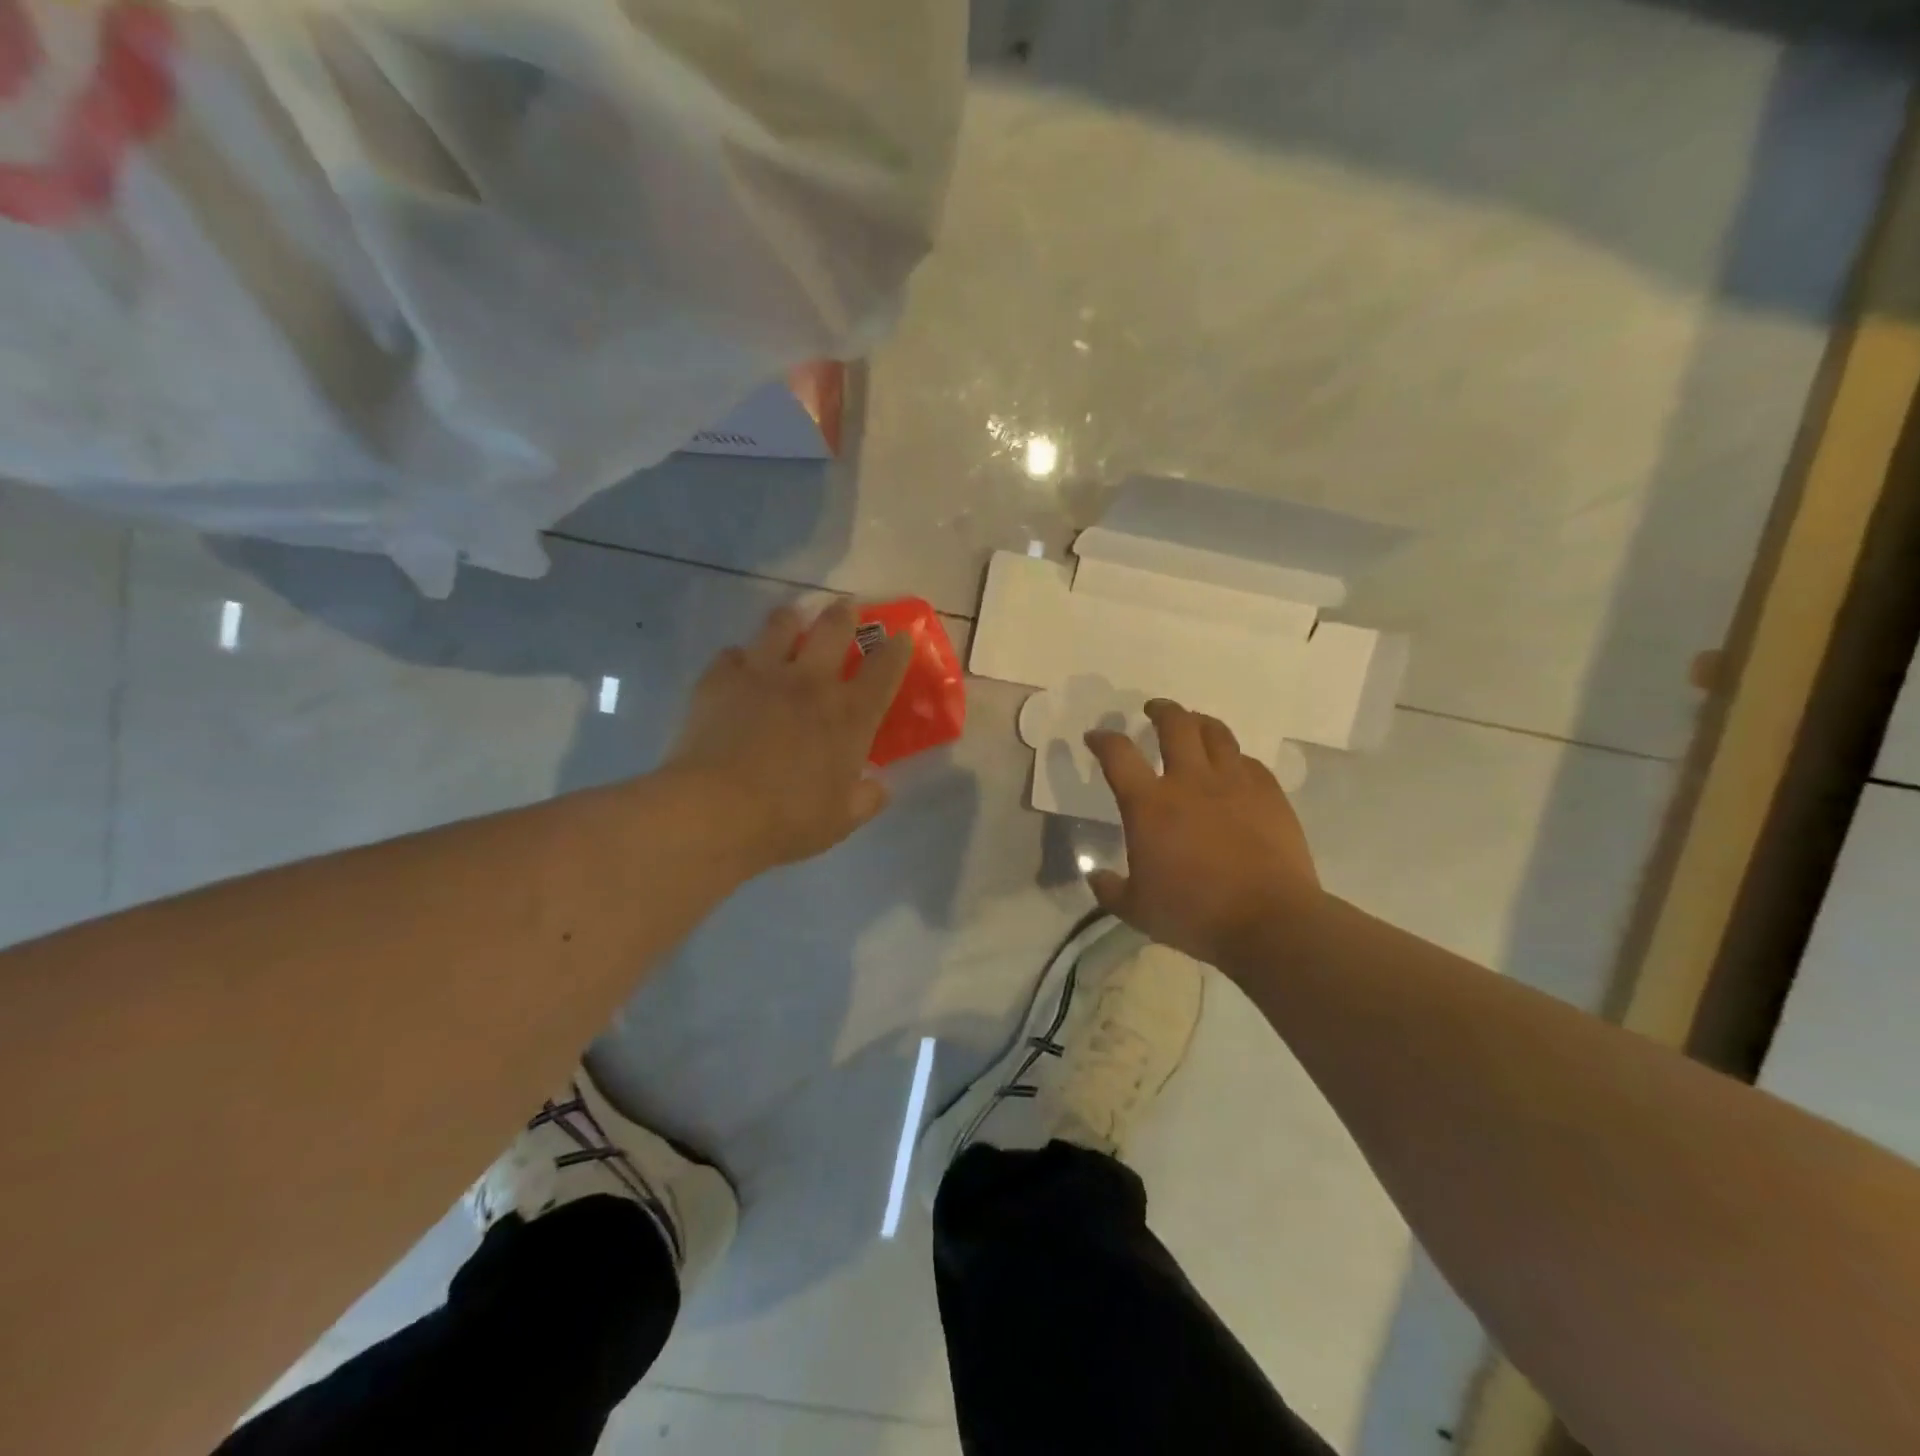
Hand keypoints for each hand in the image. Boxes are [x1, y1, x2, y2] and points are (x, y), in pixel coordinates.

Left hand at [665, 599, 911, 872]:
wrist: (716, 811)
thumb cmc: (789, 819)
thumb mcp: (842, 819)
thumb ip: (867, 799)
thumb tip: (880, 788)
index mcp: (850, 715)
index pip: (884, 669)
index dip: (897, 650)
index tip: (901, 637)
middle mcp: (811, 682)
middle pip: (834, 628)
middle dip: (845, 613)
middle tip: (846, 608)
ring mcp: (763, 674)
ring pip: (781, 625)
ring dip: (791, 620)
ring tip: (792, 621)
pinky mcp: (720, 679)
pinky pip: (733, 653)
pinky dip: (741, 657)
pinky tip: (739, 668)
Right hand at [1084, 700, 1322, 971]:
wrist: (1269, 921)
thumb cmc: (1194, 914)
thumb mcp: (1137, 909)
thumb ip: (1110, 889)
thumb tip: (1095, 877)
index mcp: (1150, 804)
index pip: (1117, 754)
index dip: (1102, 739)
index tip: (1095, 737)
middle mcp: (1190, 781)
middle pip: (1174, 724)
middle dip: (1160, 710)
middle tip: (1152, 710)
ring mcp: (1234, 783)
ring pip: (1216, 733)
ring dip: (1199, 722)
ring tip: (1193, 723)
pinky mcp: (1269, 794)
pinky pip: (1249, 761)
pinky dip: (1234, 757)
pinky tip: (1233, 766)